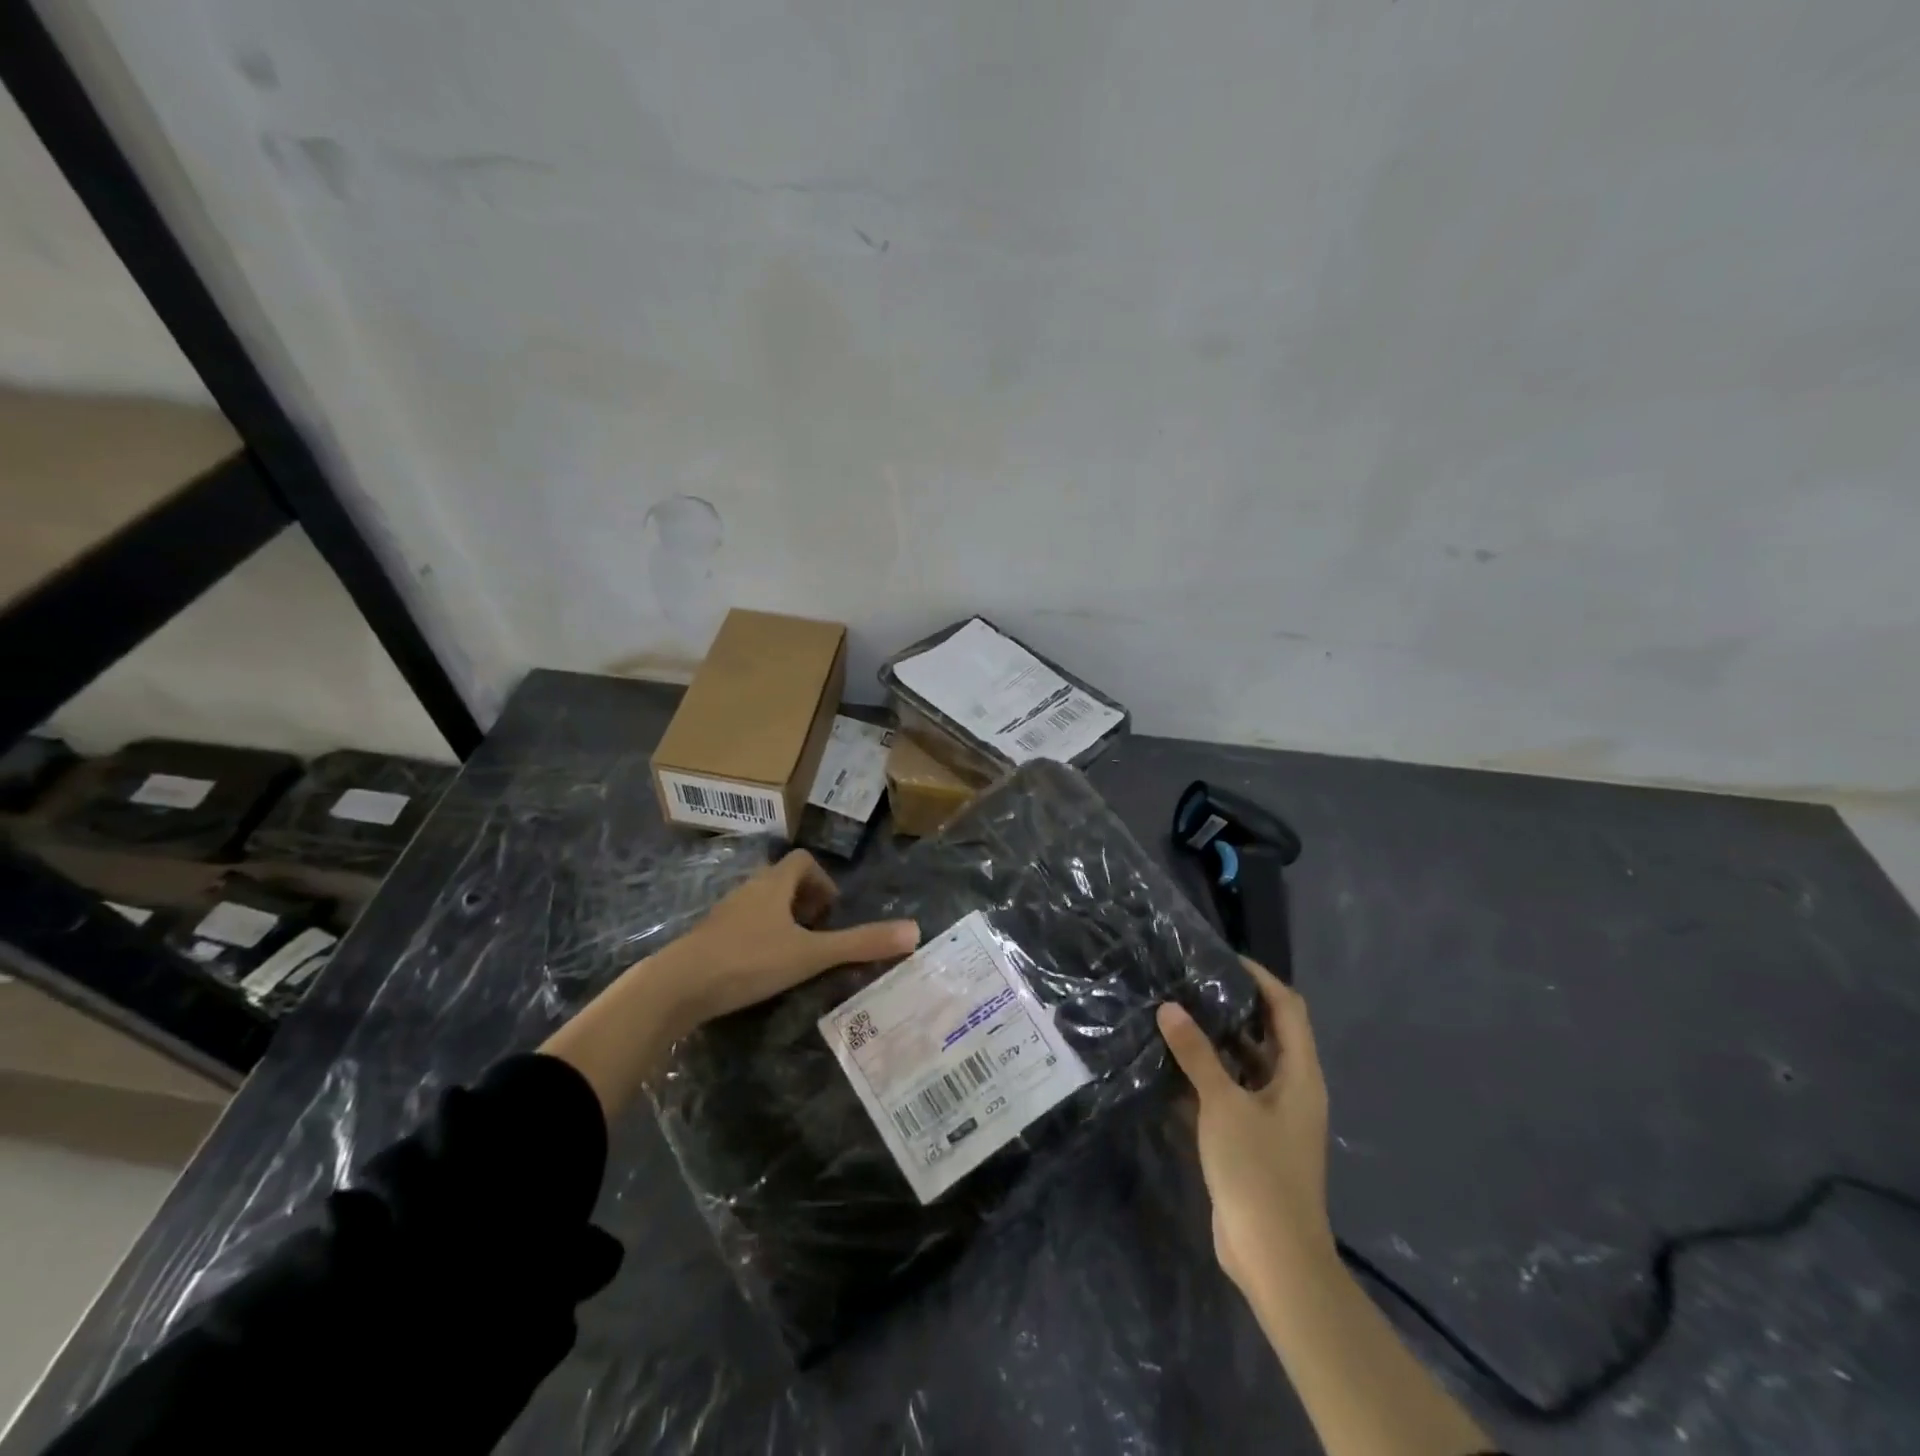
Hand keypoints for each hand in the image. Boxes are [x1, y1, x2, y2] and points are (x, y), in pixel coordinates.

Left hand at [660, 850, 919, 1028]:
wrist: (677, 986)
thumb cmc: (748, 961)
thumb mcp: (811, 954)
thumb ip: (860, 944)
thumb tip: (915, 931)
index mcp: (774, 884)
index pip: (803, 861)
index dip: (823, 881)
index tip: (831, 912)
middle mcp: (749, 890)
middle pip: (783, 881)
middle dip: (805, 902)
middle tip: (818, 934)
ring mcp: (725, 914)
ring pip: (761, 904)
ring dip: (782, 921)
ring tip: (795, 953)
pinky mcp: (709, 938)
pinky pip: (743, 925)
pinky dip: (760, 937)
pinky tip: (762, 969)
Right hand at [1156, 959, 1333, 1299]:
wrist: (1274, 1256)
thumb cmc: (1258, 1170)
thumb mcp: (1223, 1104)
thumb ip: (1196, 1053)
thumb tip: (1169, 1007)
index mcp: (1299, 1075)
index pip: (1287, 1008)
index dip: (1260, 978)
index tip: (1222, 958)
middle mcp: (1291, 1089)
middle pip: (1267, 1033)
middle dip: (1233, 1006)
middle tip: (1191, 982)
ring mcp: (1272, 1117)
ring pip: (1245, 1064)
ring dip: (1216, 1041)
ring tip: (1175, 1014)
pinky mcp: (1251, 1139)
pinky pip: (1230, 1093)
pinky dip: (1206, 1076)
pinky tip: (1170, 1065)